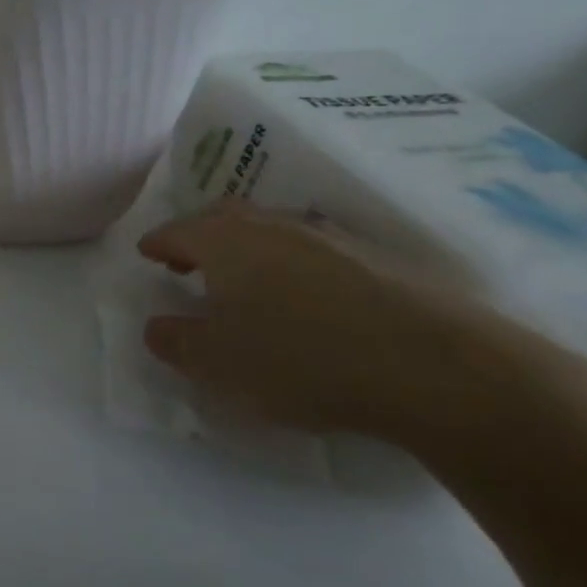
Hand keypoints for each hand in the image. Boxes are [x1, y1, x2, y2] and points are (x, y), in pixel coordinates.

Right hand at [136, 204, 586, 458]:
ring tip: (247, 285)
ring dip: (251, 251)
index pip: (176, 230)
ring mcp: (332, 237)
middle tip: (189, 264)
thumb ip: (174, 341)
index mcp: (226, 240)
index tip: (146, 254)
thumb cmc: (300, 358)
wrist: (440, 368)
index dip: (156, 243)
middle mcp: (274, 225)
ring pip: (274, 231)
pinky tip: (307, 302)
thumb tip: (156, 325)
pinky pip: (317, 253)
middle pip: (224, 218)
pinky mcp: (381, 260)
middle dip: (200, 237)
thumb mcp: (215, 362)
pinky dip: (296, 268)